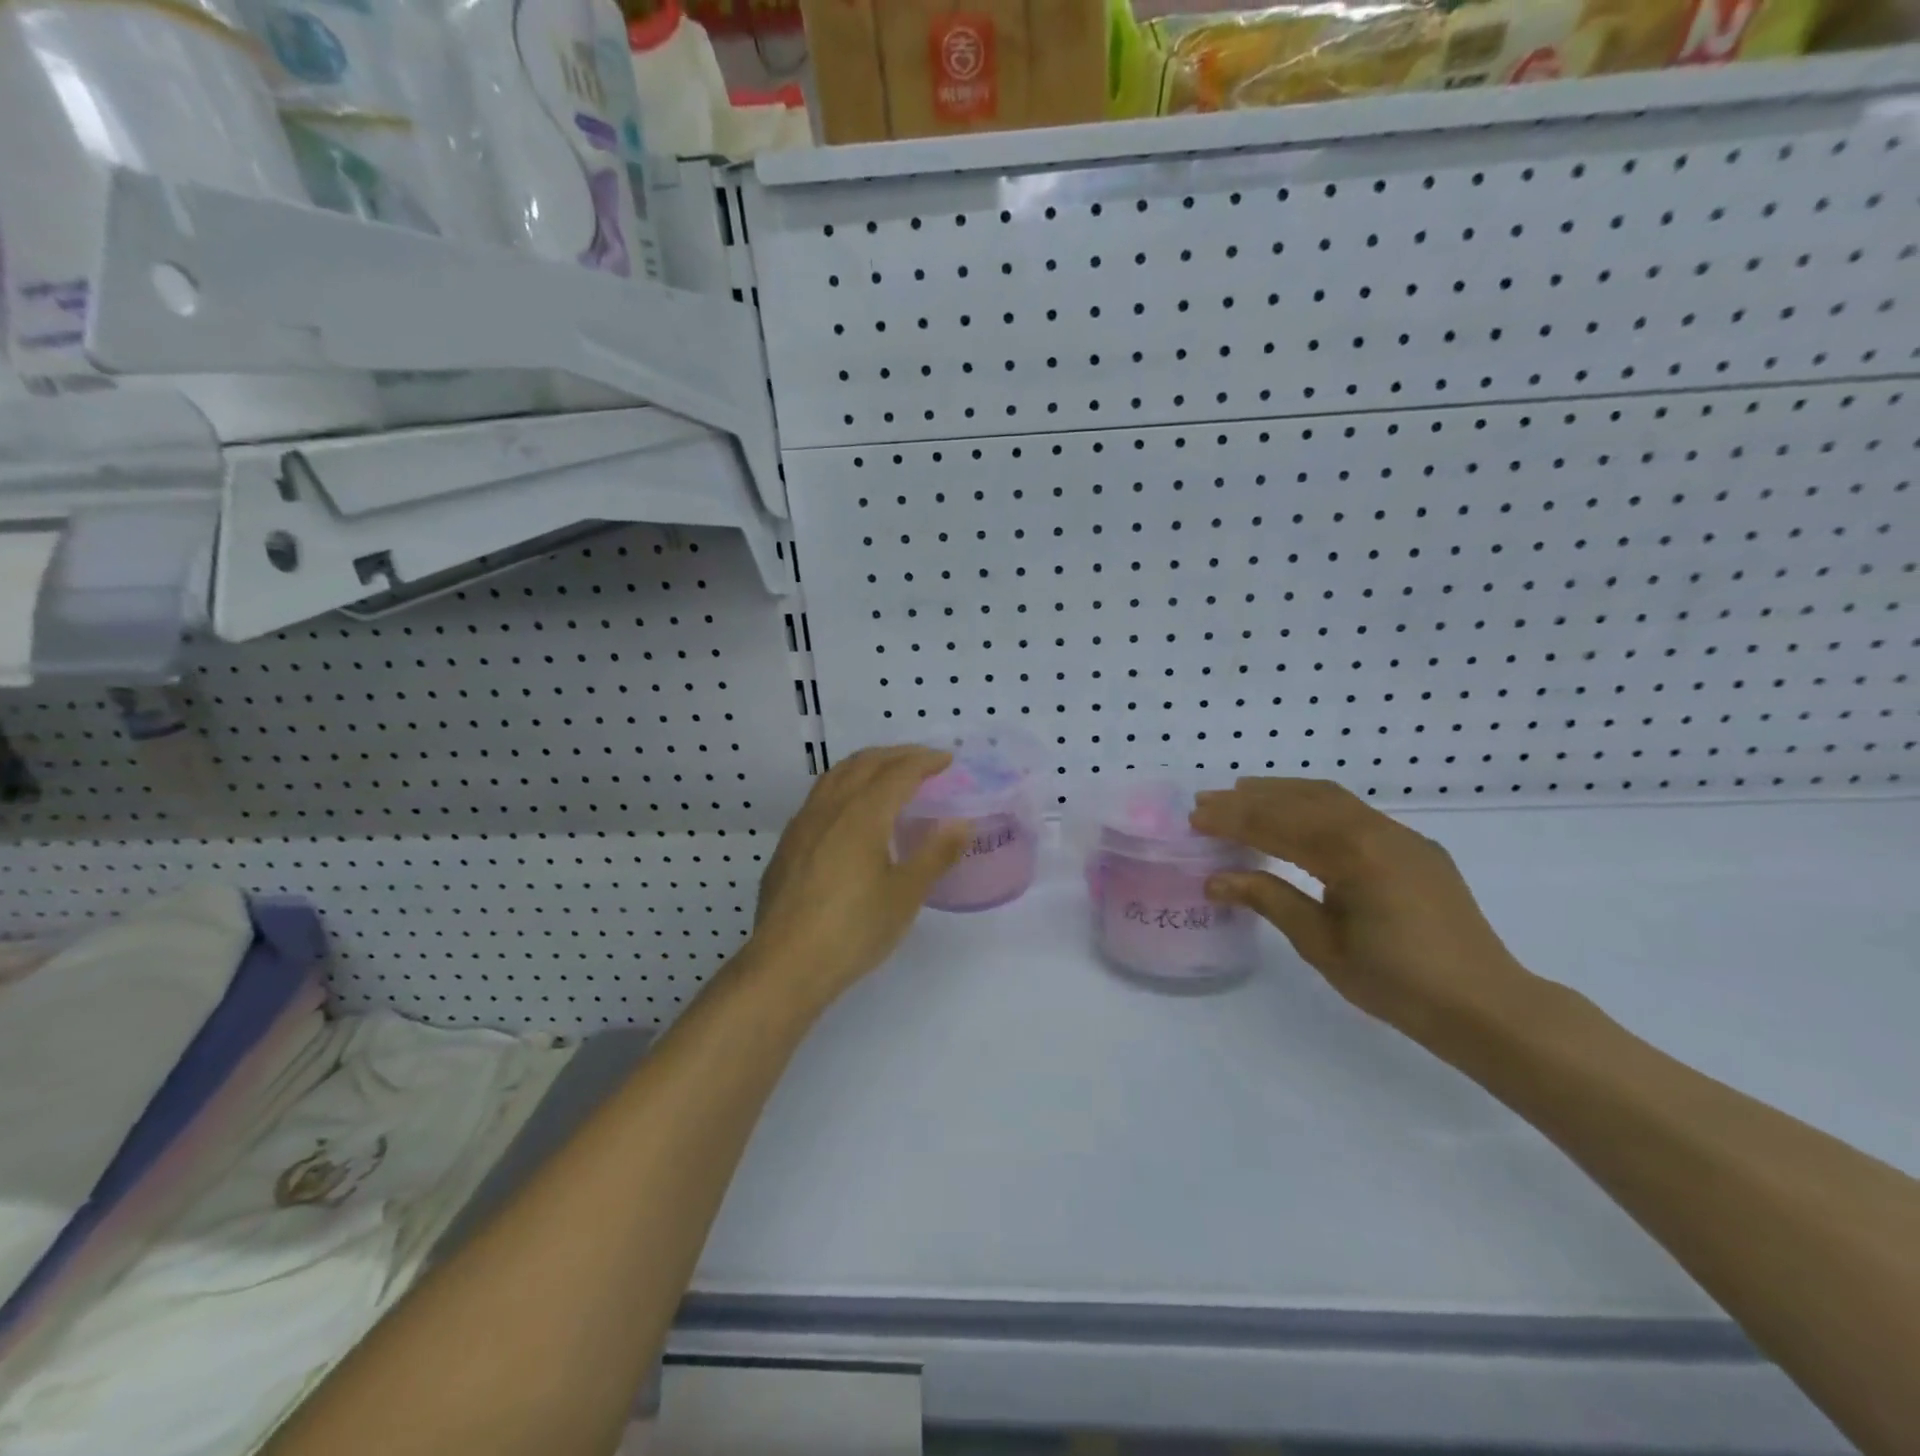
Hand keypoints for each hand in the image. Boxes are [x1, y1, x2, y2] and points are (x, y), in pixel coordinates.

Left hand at [747, 746, 967, 1008]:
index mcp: (862, 814)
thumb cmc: (854, 930)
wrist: (786, 965)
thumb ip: (936, 854)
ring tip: (888, 774)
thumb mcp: (906, 895)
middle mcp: (829, 808)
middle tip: (923, 760)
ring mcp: (802, 825)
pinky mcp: (788, 845)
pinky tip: (851, 811)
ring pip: (836, 776)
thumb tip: (962, 824)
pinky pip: (820, 796)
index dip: (924, 761)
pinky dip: (845, 785)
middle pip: (864, 763)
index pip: (898, 772)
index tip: (947, 760)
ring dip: (867, 765)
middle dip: (896, 755)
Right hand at [1190, 778, 1536, 1048]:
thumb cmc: (1397, 983)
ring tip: (1243, 794)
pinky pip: (1355, 813)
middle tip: (1207, 801)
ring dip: (1282, 793)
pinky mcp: (1414, 848)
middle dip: (1250, 799)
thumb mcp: (1323, 945)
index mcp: (1354, 856)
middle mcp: (1378, 832)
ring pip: (1330, 798)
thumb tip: (1216, 879)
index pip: (1279, 826)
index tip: (1195, 817)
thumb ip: (1270, 901)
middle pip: (1301, 801)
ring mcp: (1401, 836)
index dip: (1233, 820)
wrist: (1485, 1006)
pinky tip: (1297, 818)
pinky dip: (1315, 806)